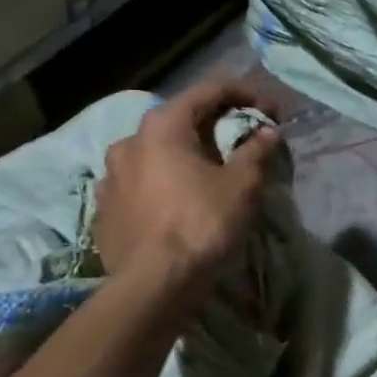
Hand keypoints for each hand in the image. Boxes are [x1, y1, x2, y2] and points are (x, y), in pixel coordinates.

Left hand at [93, 80, 280, 304]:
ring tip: (206, 176)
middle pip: (179, 122)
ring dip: (183, 157)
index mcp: (162, 126)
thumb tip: (268, 132)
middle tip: (241, 144)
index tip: (271, 111)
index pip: (210, 91)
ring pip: (155, 155)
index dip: (246, 94)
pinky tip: (176, 203)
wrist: (153, 285)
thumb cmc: (201, 225)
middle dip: (213, 128)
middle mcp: (129, 141)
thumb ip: (256, 151)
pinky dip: (162, 186)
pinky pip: (140, 186)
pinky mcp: (105, 209)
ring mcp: (110, 176)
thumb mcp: (242, 186)